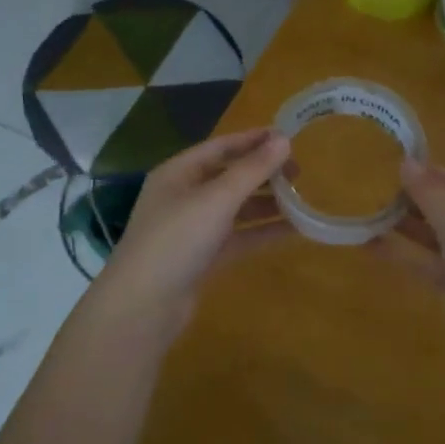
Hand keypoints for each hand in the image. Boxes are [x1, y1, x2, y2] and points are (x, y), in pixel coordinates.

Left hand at [94, 128, 293, 340]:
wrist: (143, 306)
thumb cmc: (176, 240)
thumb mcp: (216, 199)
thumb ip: (252, 170)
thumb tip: (284, 139)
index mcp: (178, 173)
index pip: (220, 147)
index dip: (253, 140)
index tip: (288, 137)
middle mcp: (184, 196)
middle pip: (229, 176)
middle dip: (263, 173)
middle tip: (299, 172)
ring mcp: (193, 228)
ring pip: (236, 208)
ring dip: (267, 203)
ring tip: (301, 200)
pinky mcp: (203, 257)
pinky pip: (239, 237)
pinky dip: (263, 232)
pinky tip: (293, 231)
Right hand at [378, 160, 444, 391]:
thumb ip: (432, 197)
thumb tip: (405, 162)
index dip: (432, 175)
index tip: (395, 164)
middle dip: (415, 201)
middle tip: (374, 187)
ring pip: (436, 240)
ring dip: (406, 228)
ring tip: (368, 211)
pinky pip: (427, 266)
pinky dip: (403, 256)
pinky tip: (371, 246)